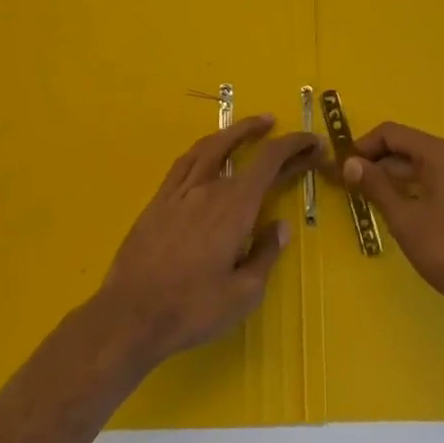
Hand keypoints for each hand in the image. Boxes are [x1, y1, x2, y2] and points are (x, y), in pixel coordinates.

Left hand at [93, 114, 318, 371]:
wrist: (131, 316)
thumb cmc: (192, 309)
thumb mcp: (243, 294)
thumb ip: (265, 255)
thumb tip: (280, 226)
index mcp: (235, 207)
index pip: (269, 161)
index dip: (293, 145)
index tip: (312, 141)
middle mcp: (209, 188)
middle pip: (242, 149)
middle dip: (268, 137)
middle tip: (284, 129)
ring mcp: (180, 191)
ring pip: (210, 146)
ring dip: (234, 131)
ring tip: (251, 126)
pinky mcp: (159, 200)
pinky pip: (184, 162)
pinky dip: (204, 148)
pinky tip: (208, 151)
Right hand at [342, 123, 443, 330]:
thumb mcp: (404, 219)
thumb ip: (375, 186)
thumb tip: (350, 163)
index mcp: (441, 154)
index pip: (393, 133)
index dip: (364, 146)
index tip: (343, 167)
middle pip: (408, 148)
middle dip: (377, 163)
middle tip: (350, 186)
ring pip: (421, 167)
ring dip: (393, 178)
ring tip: (368, 200)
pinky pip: (435, 183)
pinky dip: (413, 190)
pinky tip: (399, 212)